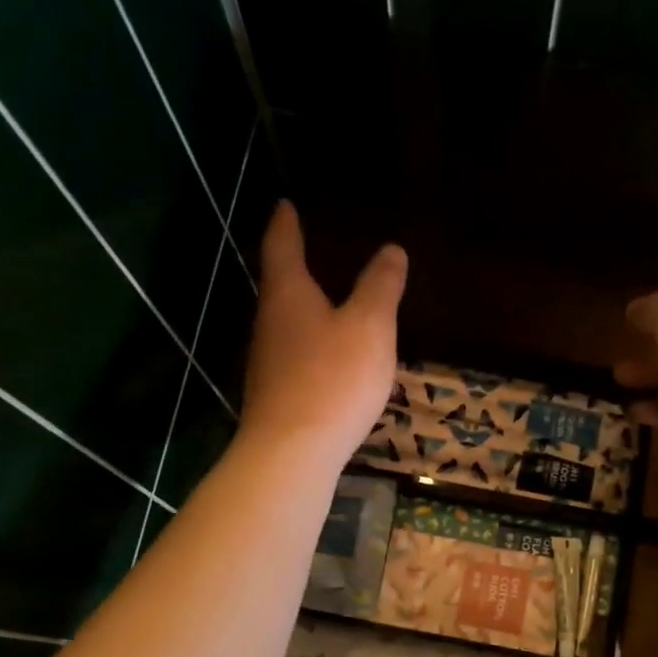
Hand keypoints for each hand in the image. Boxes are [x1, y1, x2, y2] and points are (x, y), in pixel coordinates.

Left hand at [240, 201, 406, 466]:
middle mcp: (269, 323)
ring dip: (301, 310)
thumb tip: (391, 250)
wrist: (293, 451)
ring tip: (323, 302)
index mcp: (289, 295)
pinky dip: (308, 346)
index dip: (286, 224)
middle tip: (308, 251)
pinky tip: (325, 359)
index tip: (285, 204)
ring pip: (284, 324)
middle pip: (278, 287)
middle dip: (292, 267)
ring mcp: (267, 363)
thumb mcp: (370, 326)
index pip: (282, 247)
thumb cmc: (333, 378)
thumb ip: (380, 287)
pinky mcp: (275, 396)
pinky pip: (292, 358)